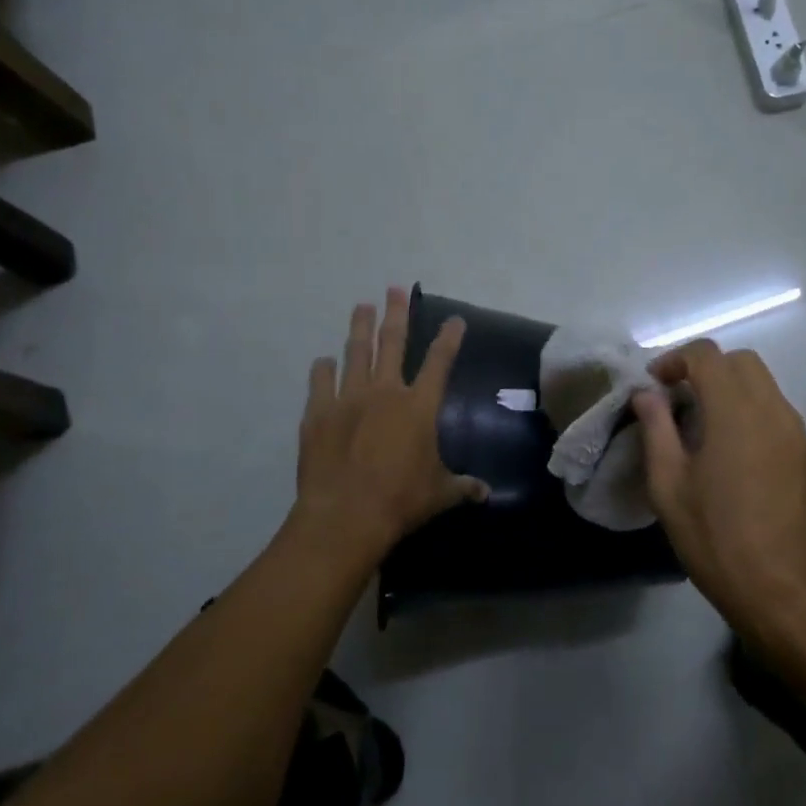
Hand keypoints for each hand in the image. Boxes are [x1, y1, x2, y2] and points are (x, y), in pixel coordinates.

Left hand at [293, 287, 487, 562]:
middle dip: (396, 314)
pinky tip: (324, 361)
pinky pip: (320, 382)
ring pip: (355, 352)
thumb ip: (463, 487)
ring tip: (361, 306)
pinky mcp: (318, 413)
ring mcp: (348, 399)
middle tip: (394, 289)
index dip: (449, 338)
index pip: (440, 362)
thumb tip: (487, 493)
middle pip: (392, 343)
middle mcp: (385, 392)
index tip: (455, 319)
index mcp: (419, 406)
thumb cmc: (401, 500)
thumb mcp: (440, 494)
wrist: (346, 515)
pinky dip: (323, 369)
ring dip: (359, 327)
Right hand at [632, 341, 805, 656]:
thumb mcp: (670, 488)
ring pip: (766, 389)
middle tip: (679, 401)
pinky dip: (755, 418)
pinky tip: (739, 461)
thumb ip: (656, 430)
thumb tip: (647, 395)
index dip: (675, 360)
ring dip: (733, 393)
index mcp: (736, 412)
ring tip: (706, 431)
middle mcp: (775, 411)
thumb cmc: (717, 542)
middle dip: (707, 369)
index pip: (707, 355)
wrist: (788, 597)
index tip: (655, 385)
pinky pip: (781, 419)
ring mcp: (801, 435)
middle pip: (742, 363)